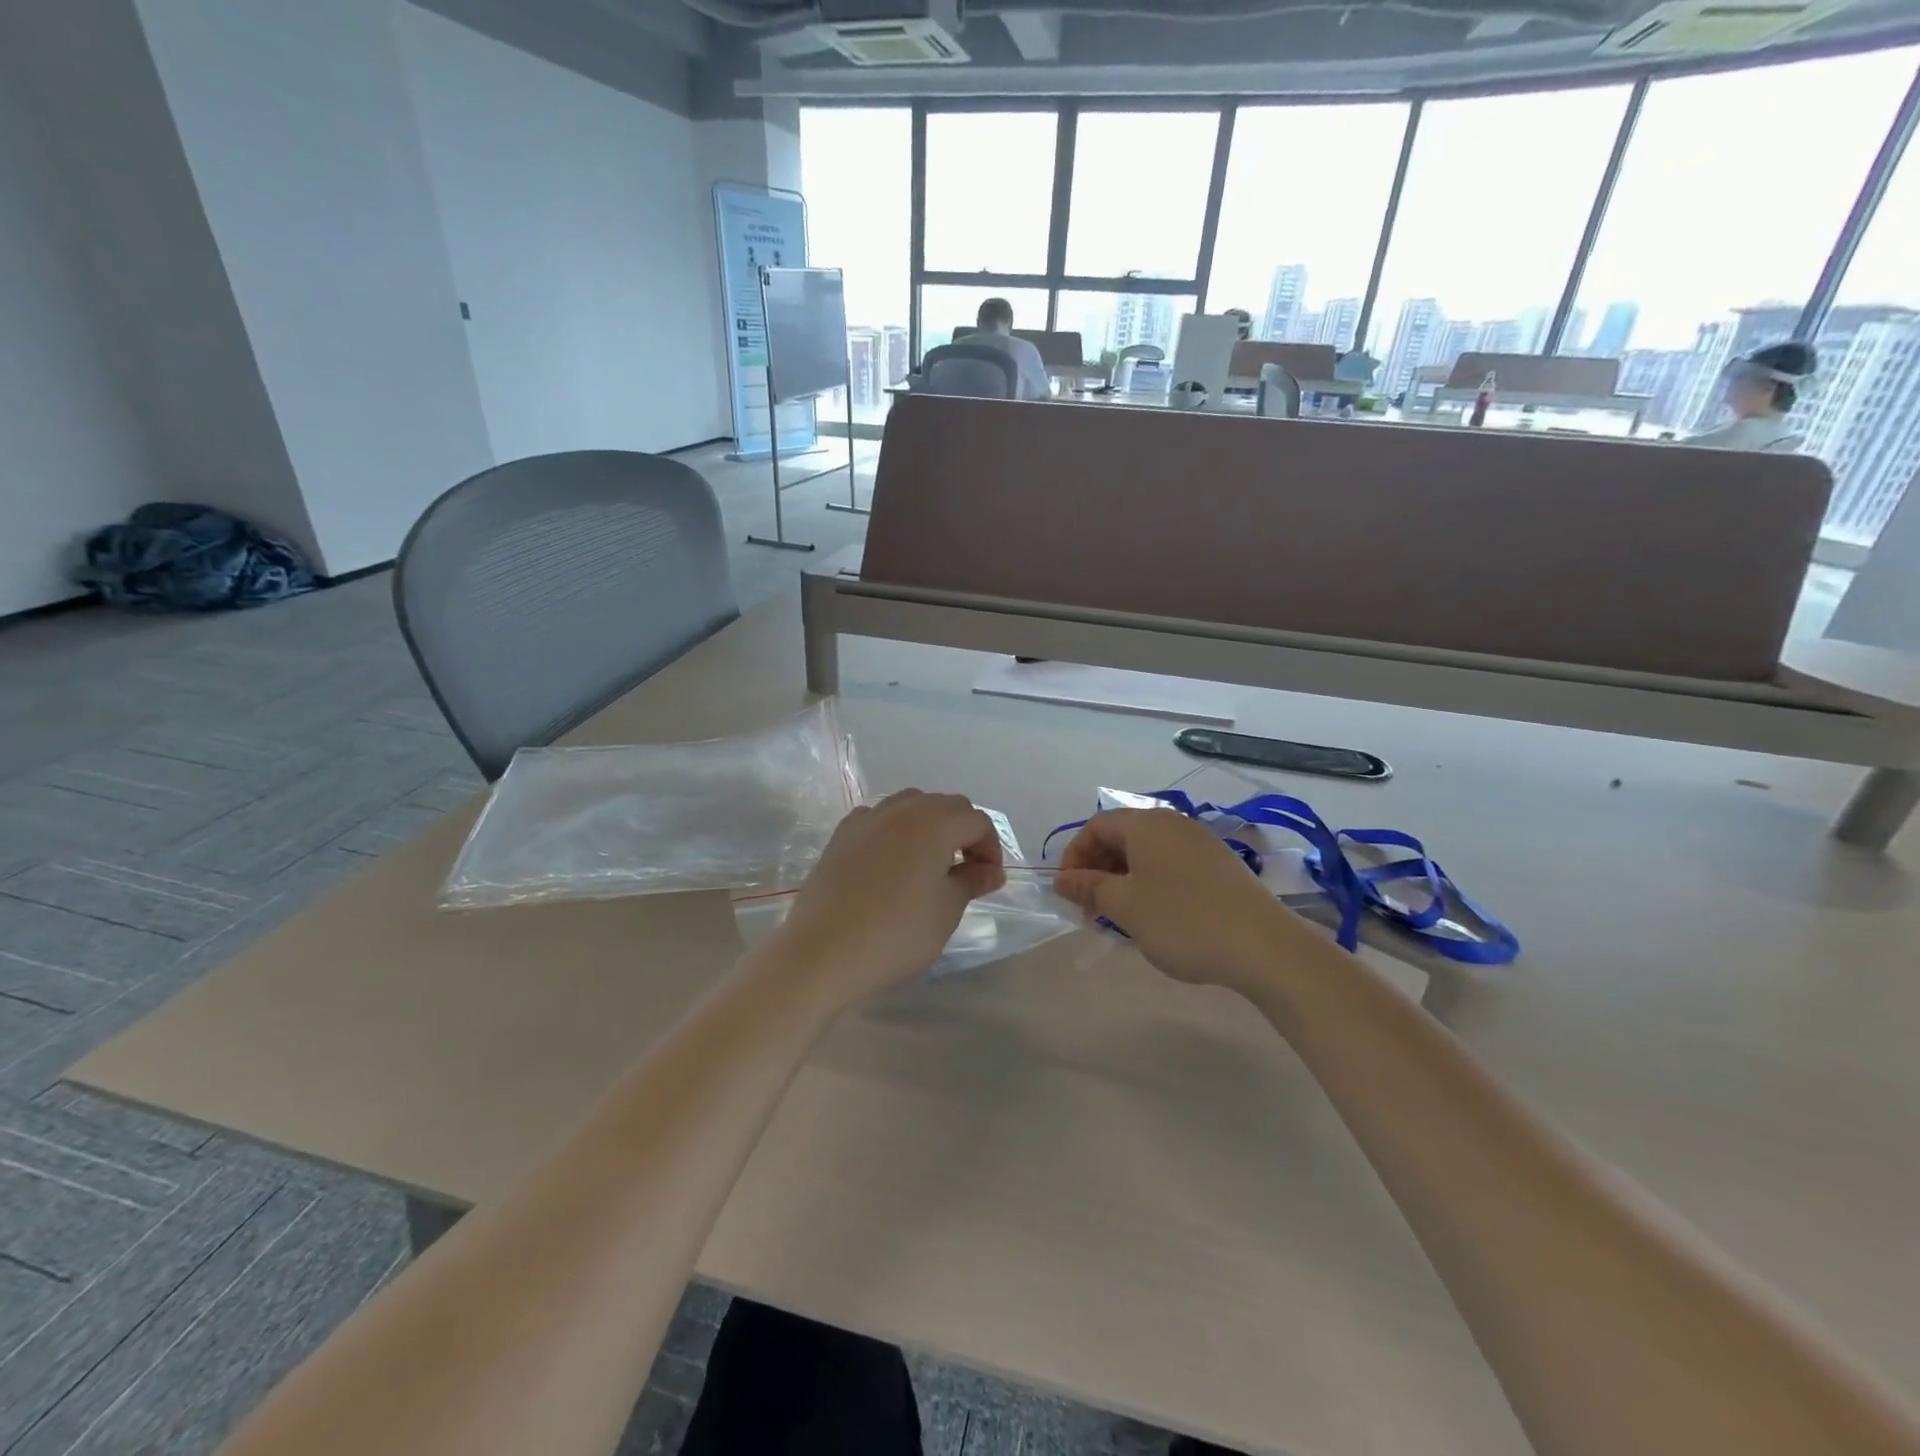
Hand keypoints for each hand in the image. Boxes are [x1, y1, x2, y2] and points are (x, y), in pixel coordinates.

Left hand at [768, 790, 1005, 1004]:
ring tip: (930, 863)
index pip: (976, 821)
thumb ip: (970, 881)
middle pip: (945, 805)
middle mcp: (902, 809)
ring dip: (929, 826)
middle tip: (966, 870)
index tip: (988, 880)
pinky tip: (891, 861)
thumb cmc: (896, 934)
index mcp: (934, 823)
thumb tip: (990, 871)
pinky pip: (879, 818)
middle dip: (963, 832)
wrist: (823, 952)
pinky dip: (895, 831)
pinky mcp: (841, 835)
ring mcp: (867, 819)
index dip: (990, 848)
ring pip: (910, 805)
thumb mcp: (945, 911)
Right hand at [1054, 808, 1316, 992]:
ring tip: (1119, 917)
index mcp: (1146, 824)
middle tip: (1091, 908)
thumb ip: (1089, 887)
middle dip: (1098, 869)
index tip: (1068, 892)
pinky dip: (1151, 883)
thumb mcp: (1125, 906)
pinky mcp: (1219, 865)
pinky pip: (1171, 864)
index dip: (1074, 856)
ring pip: (1146, 853)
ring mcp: (1199, 842)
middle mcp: (1173, 823)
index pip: (1096, 825)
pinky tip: (1154, 916)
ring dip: (1123, 879)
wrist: (1264, 946)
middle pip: (1121, 836)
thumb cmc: (1183, 921)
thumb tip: (1061, 879)